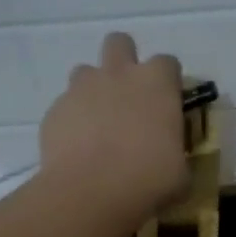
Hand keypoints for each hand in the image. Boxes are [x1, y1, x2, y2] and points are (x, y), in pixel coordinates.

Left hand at [40, 33, 187, 223]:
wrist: (90, 193)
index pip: (168, 63)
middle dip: (124, 61)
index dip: (168, 81)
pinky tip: (79, 147)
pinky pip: (66, 105)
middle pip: (120, 43)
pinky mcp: (55, 110)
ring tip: (100, 122)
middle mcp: (118, 75)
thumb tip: (173, 160)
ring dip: (94, 89)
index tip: (168, 103)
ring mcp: (81, 89)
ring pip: (86, 71)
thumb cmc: (149, 180)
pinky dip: (73, 120)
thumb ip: (176, 153)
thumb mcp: (180, 172)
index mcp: (157, 84)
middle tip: (129, 96)